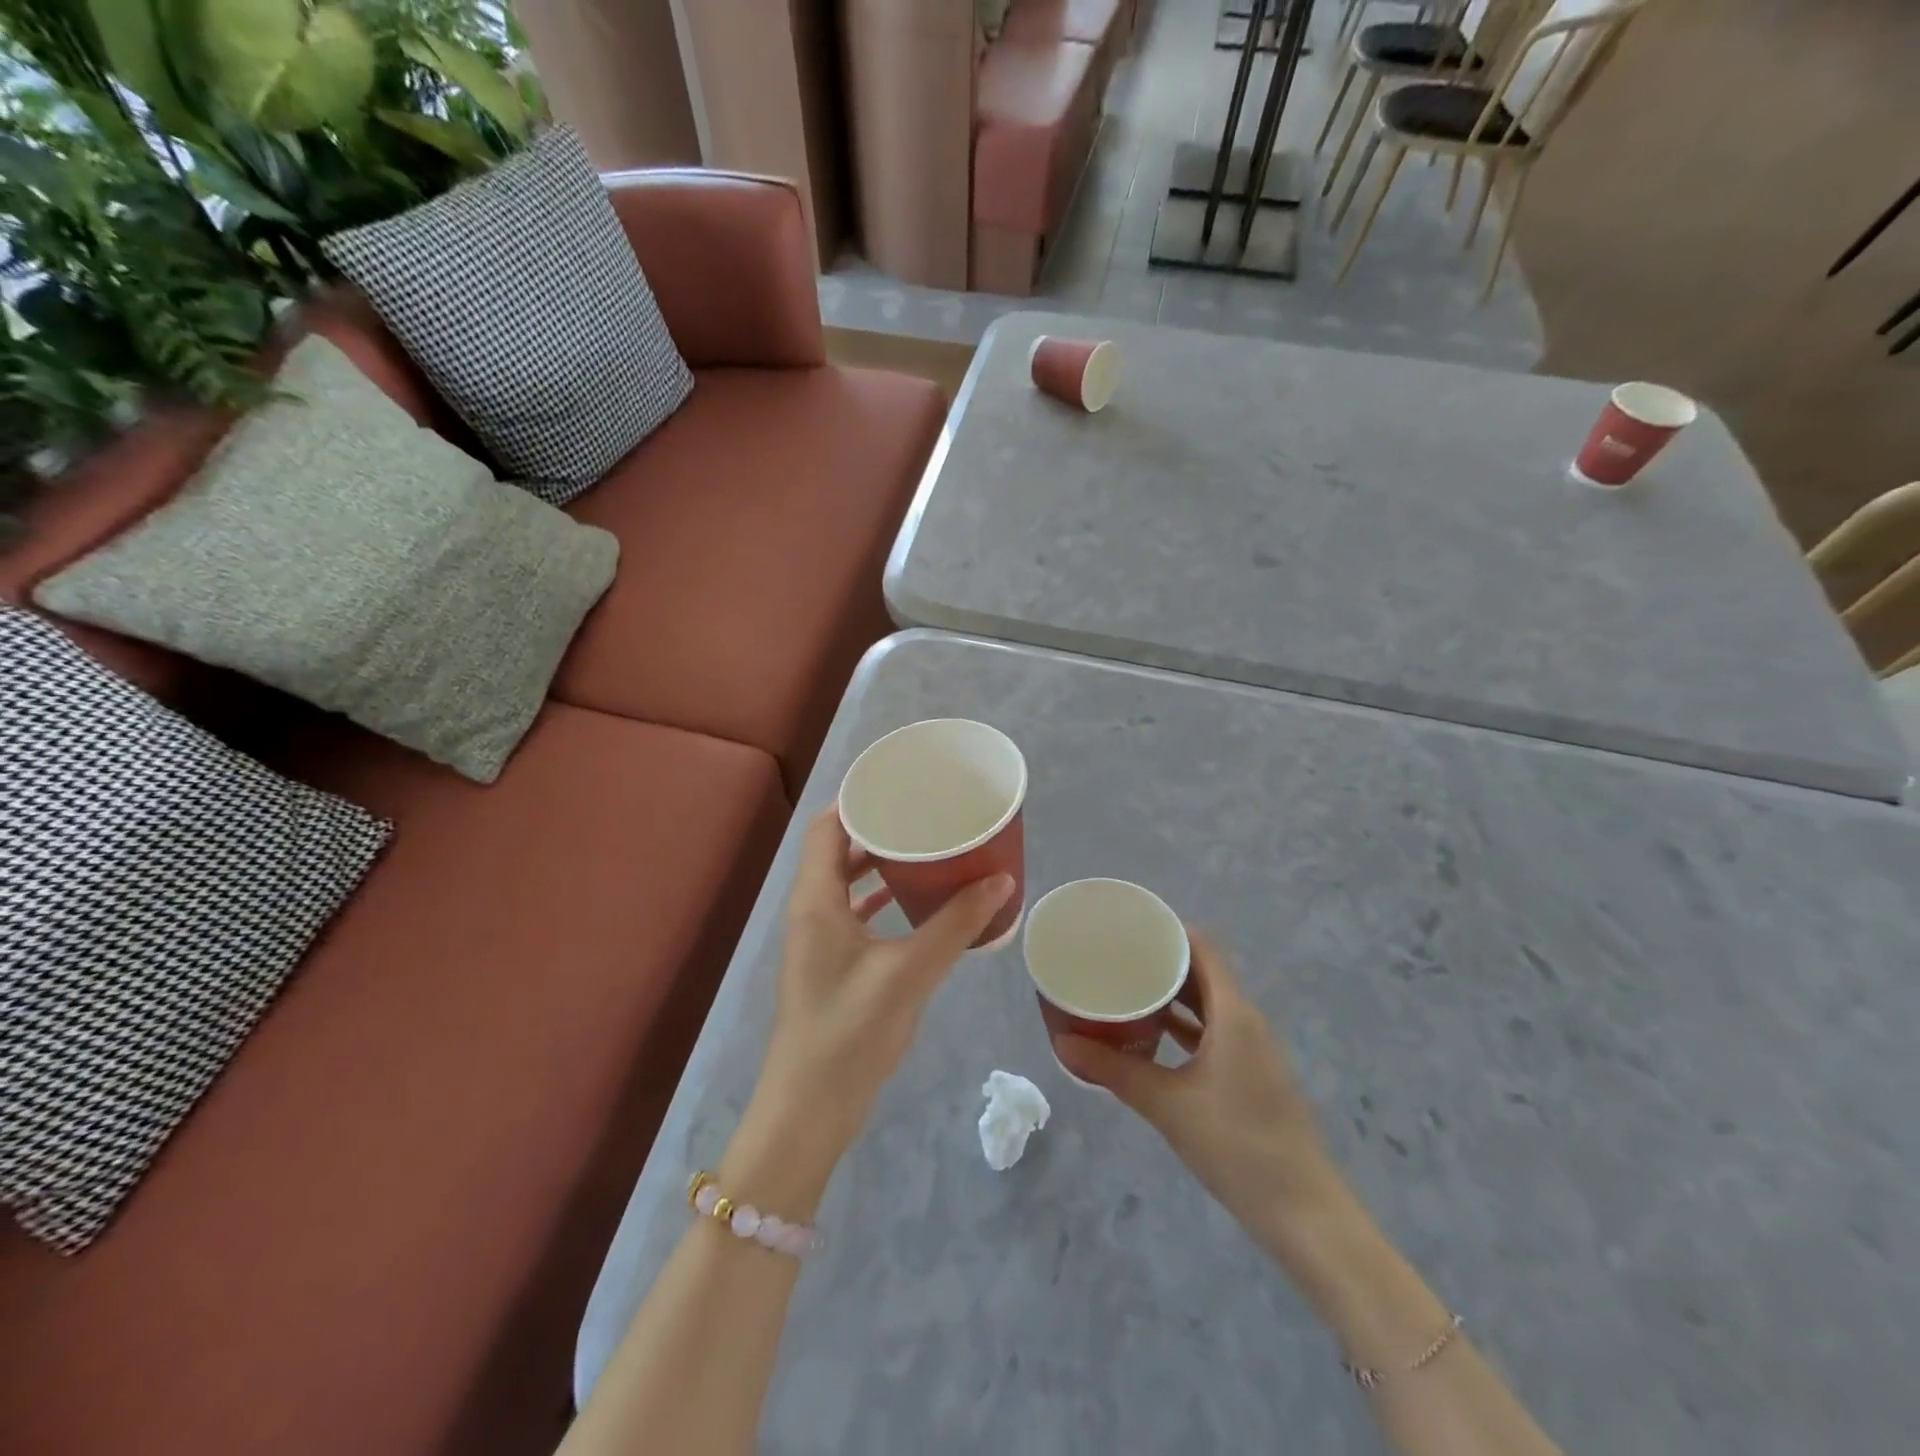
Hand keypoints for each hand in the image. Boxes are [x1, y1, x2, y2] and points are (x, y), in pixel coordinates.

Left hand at [723, 809, 1012, 1214]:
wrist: (808, 1110)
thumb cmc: (850, 1032)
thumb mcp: (910, 972)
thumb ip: (956, 925)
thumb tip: (1002, 881)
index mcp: (816, 900)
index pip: (828, 826)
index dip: (859, 799)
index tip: (901, 785)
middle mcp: (810, 911)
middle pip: (838, 850)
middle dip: (878, 830)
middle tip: (925, 814)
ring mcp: (817, 940)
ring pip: (846, 883)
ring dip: (880, 865)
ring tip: (927, 850)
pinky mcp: (830, 966)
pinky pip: (854, 914)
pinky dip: (880, 899)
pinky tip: (916, 903)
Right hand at [1052, 931, 1346, 1264]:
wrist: (1303, 1213)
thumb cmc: (1236, 1146)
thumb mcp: (1167, 1104)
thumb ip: (1114, 1070)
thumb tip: (1062, 1044)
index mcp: (1234, 1014)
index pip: (1203, 948)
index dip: (1169, 930)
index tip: (1128, 926)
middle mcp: (1246, 1021)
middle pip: (1204, 972)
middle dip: (1162, 960)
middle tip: (1116, 955)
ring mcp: (1252, 1050)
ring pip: (1209, 1004)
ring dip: (1172, 994)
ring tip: (1126, 987)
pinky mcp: (1251, 1075)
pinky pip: (1214, 1031)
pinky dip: (1184, 1025)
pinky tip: (1152, 1034)